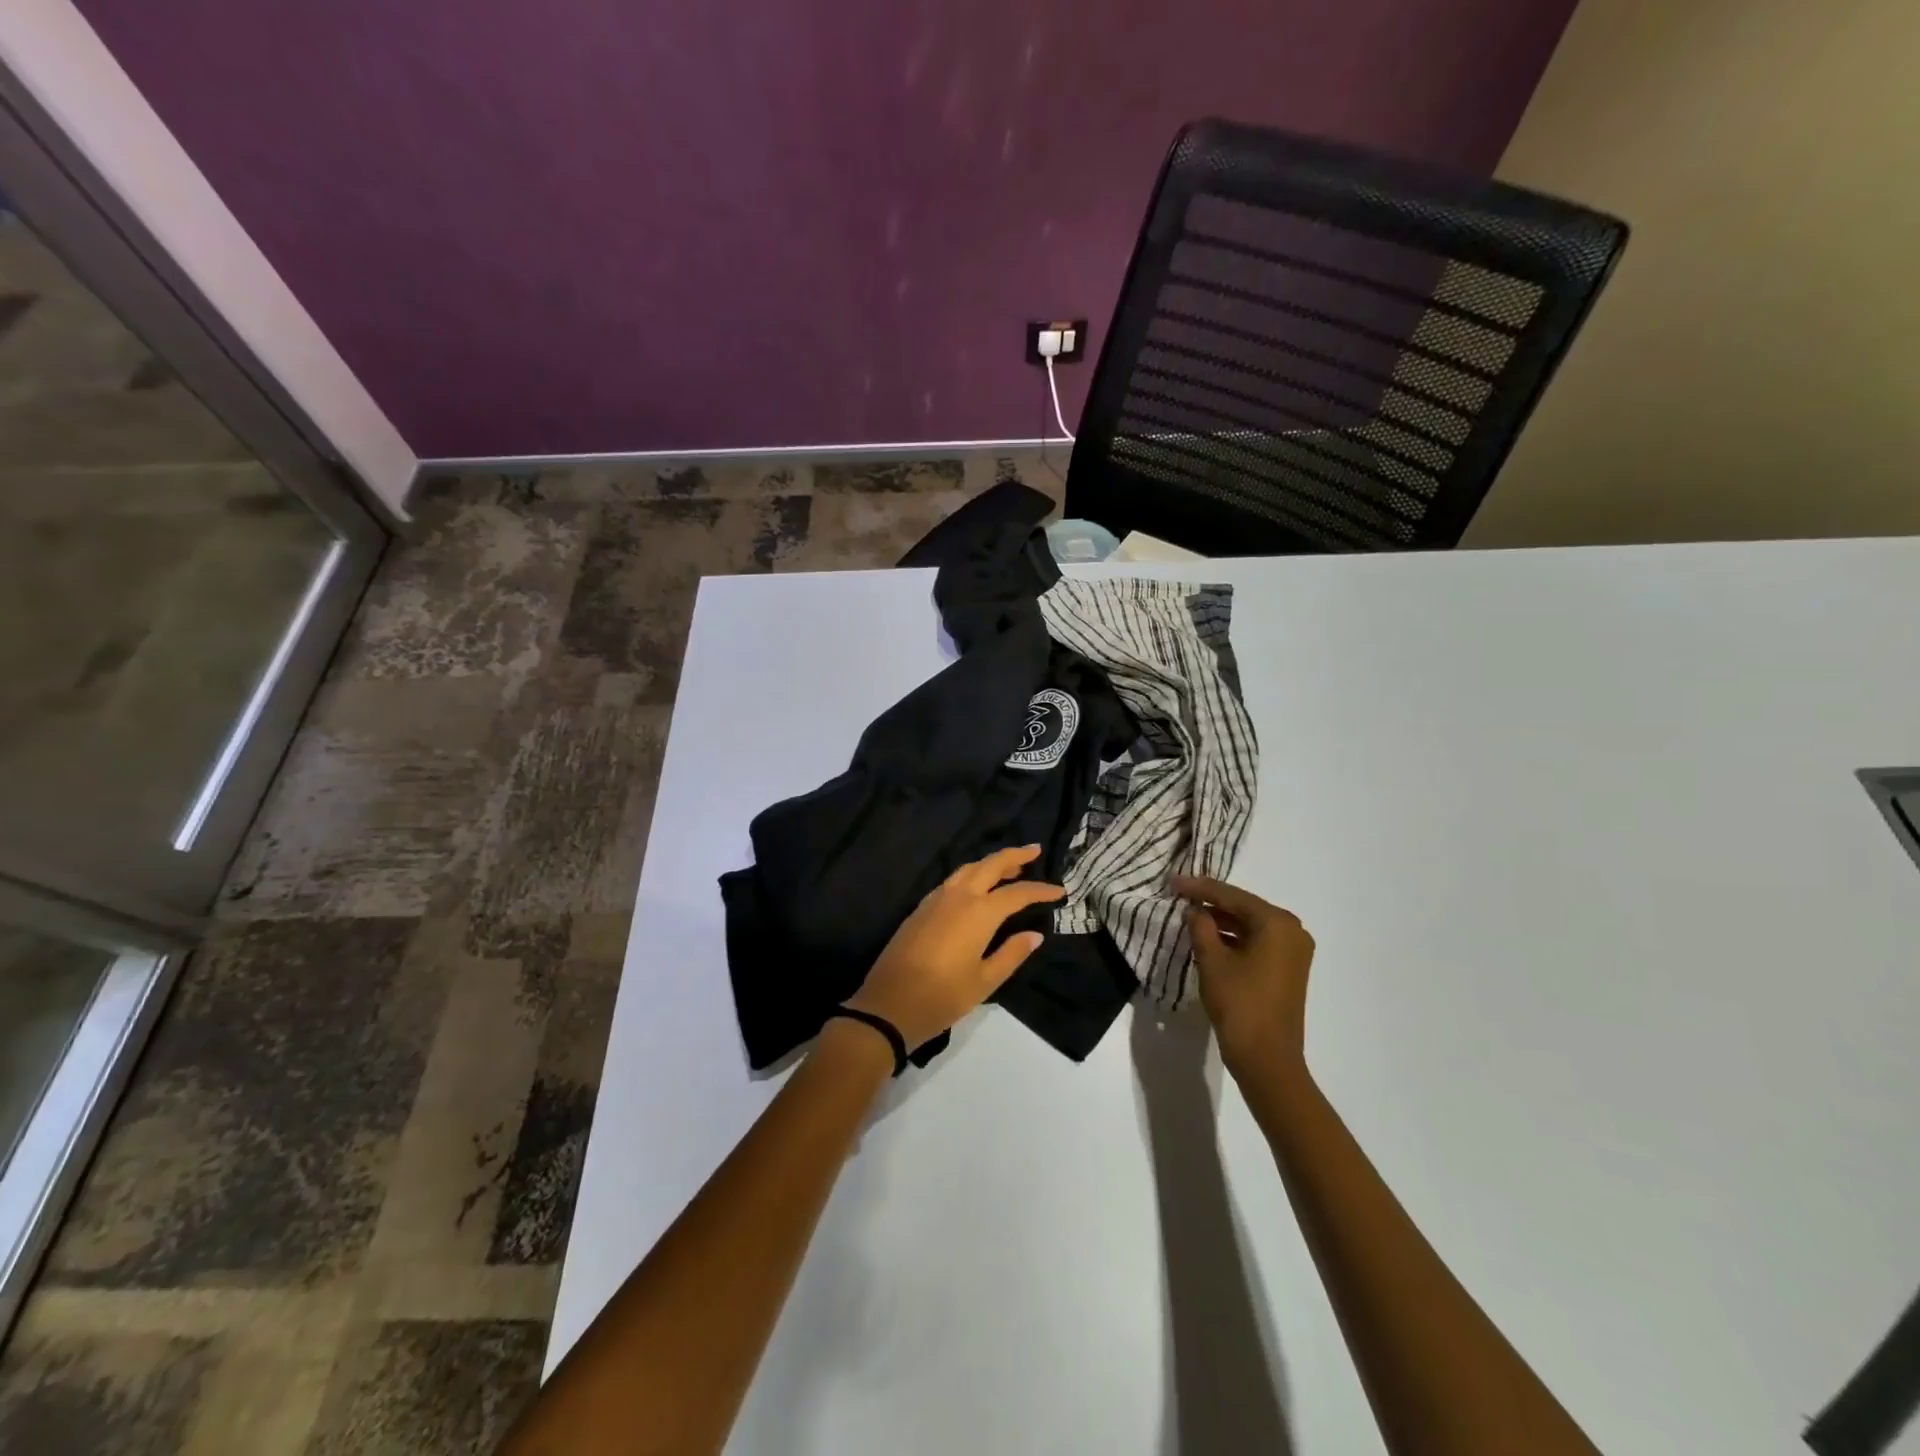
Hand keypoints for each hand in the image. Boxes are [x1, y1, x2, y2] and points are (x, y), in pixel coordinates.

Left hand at [846, 845, 1064, 1051]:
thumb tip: (1035, 935)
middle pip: (990, 865)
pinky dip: (971, 875)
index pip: (1017, 893)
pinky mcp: (921, 908)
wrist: (888, 1004)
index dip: (1040, 890)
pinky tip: (976, 886)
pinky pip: (952, 881)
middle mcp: (958, 897)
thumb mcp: (984, 981)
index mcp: (978, 912)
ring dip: (991, 863)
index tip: (1060, 891)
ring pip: (968, 869)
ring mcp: (935, 899)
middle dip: (1014, 855)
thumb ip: (1012, 954)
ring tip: (1010, 866)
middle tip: (1035, 850)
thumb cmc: (942, 997)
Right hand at [1171, 875, 1314, 1076]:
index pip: (1232, 896)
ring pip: (1250, 926)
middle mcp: (1292, 931)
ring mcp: (1293, 952)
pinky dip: (1233, 939)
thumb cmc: (1240, 1004)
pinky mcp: (1288, 970)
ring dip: (1221, 921)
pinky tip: (1208, 938)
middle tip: (1179, 894)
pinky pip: (1257, 943)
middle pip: (1244, 908)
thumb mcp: (1212, 961)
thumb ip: (1201, 927)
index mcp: (1277, 923)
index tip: (1172, 881)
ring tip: (1188, 915)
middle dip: (1211, 902)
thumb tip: (1194, 910)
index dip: (1199, 888)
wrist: (1267, 1060)